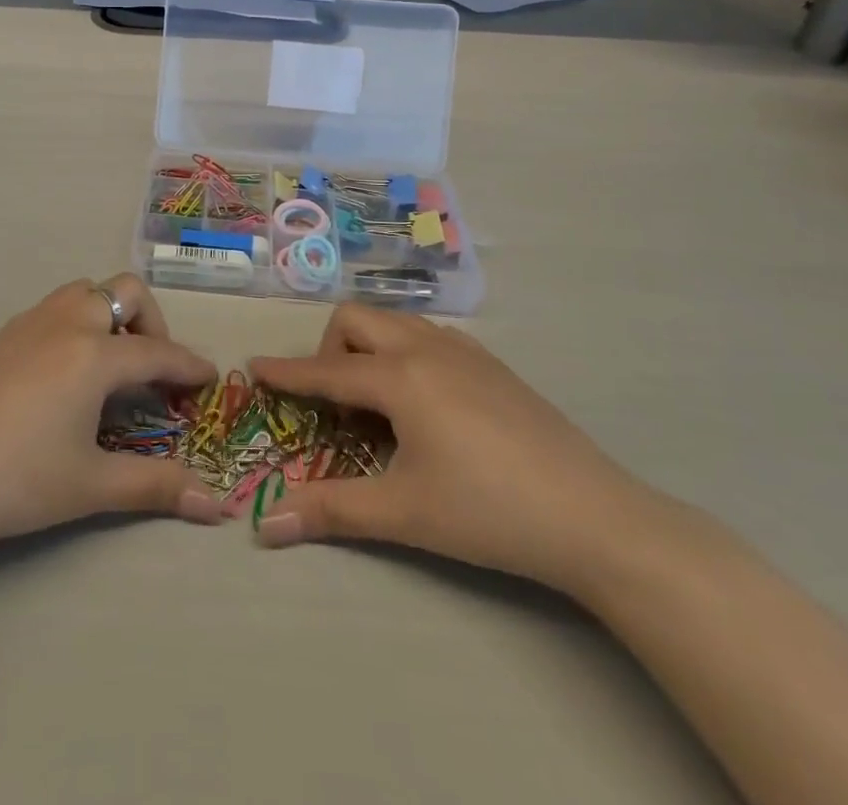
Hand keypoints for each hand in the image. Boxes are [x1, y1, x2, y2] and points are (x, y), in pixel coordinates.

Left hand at [0, 275, 222, 562]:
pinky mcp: (1, 337)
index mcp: (93, 354)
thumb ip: (154, 487)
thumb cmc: (14, 480)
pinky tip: (64, 375)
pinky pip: (55, 309)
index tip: (210, 378)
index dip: (188, 365)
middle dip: (151, 323)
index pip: (157, 352)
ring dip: (111, 315)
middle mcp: (66, 323)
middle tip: (151, 371)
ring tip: (110, 366)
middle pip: (124, 292)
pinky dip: (77, 324)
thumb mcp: (89, 485)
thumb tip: (214, 506)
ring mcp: (28, 325)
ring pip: (84, 291)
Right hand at [250, 306, 667, 594]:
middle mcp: (426, 347)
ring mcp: (464, 350)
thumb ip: (330, 510)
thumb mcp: (402, 513)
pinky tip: (425, 405)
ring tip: (378, 405)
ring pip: (395, 322)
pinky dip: (404, 353)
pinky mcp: (492, 363)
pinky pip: (428, 336)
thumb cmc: (487, 512)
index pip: (325, 369)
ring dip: (370, 348)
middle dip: (330, 350)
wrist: (593, 516)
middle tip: (335, 405)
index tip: (254, 368)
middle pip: (356, 320)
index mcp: (400, 377)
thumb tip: (266, 526)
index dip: (286, 372)